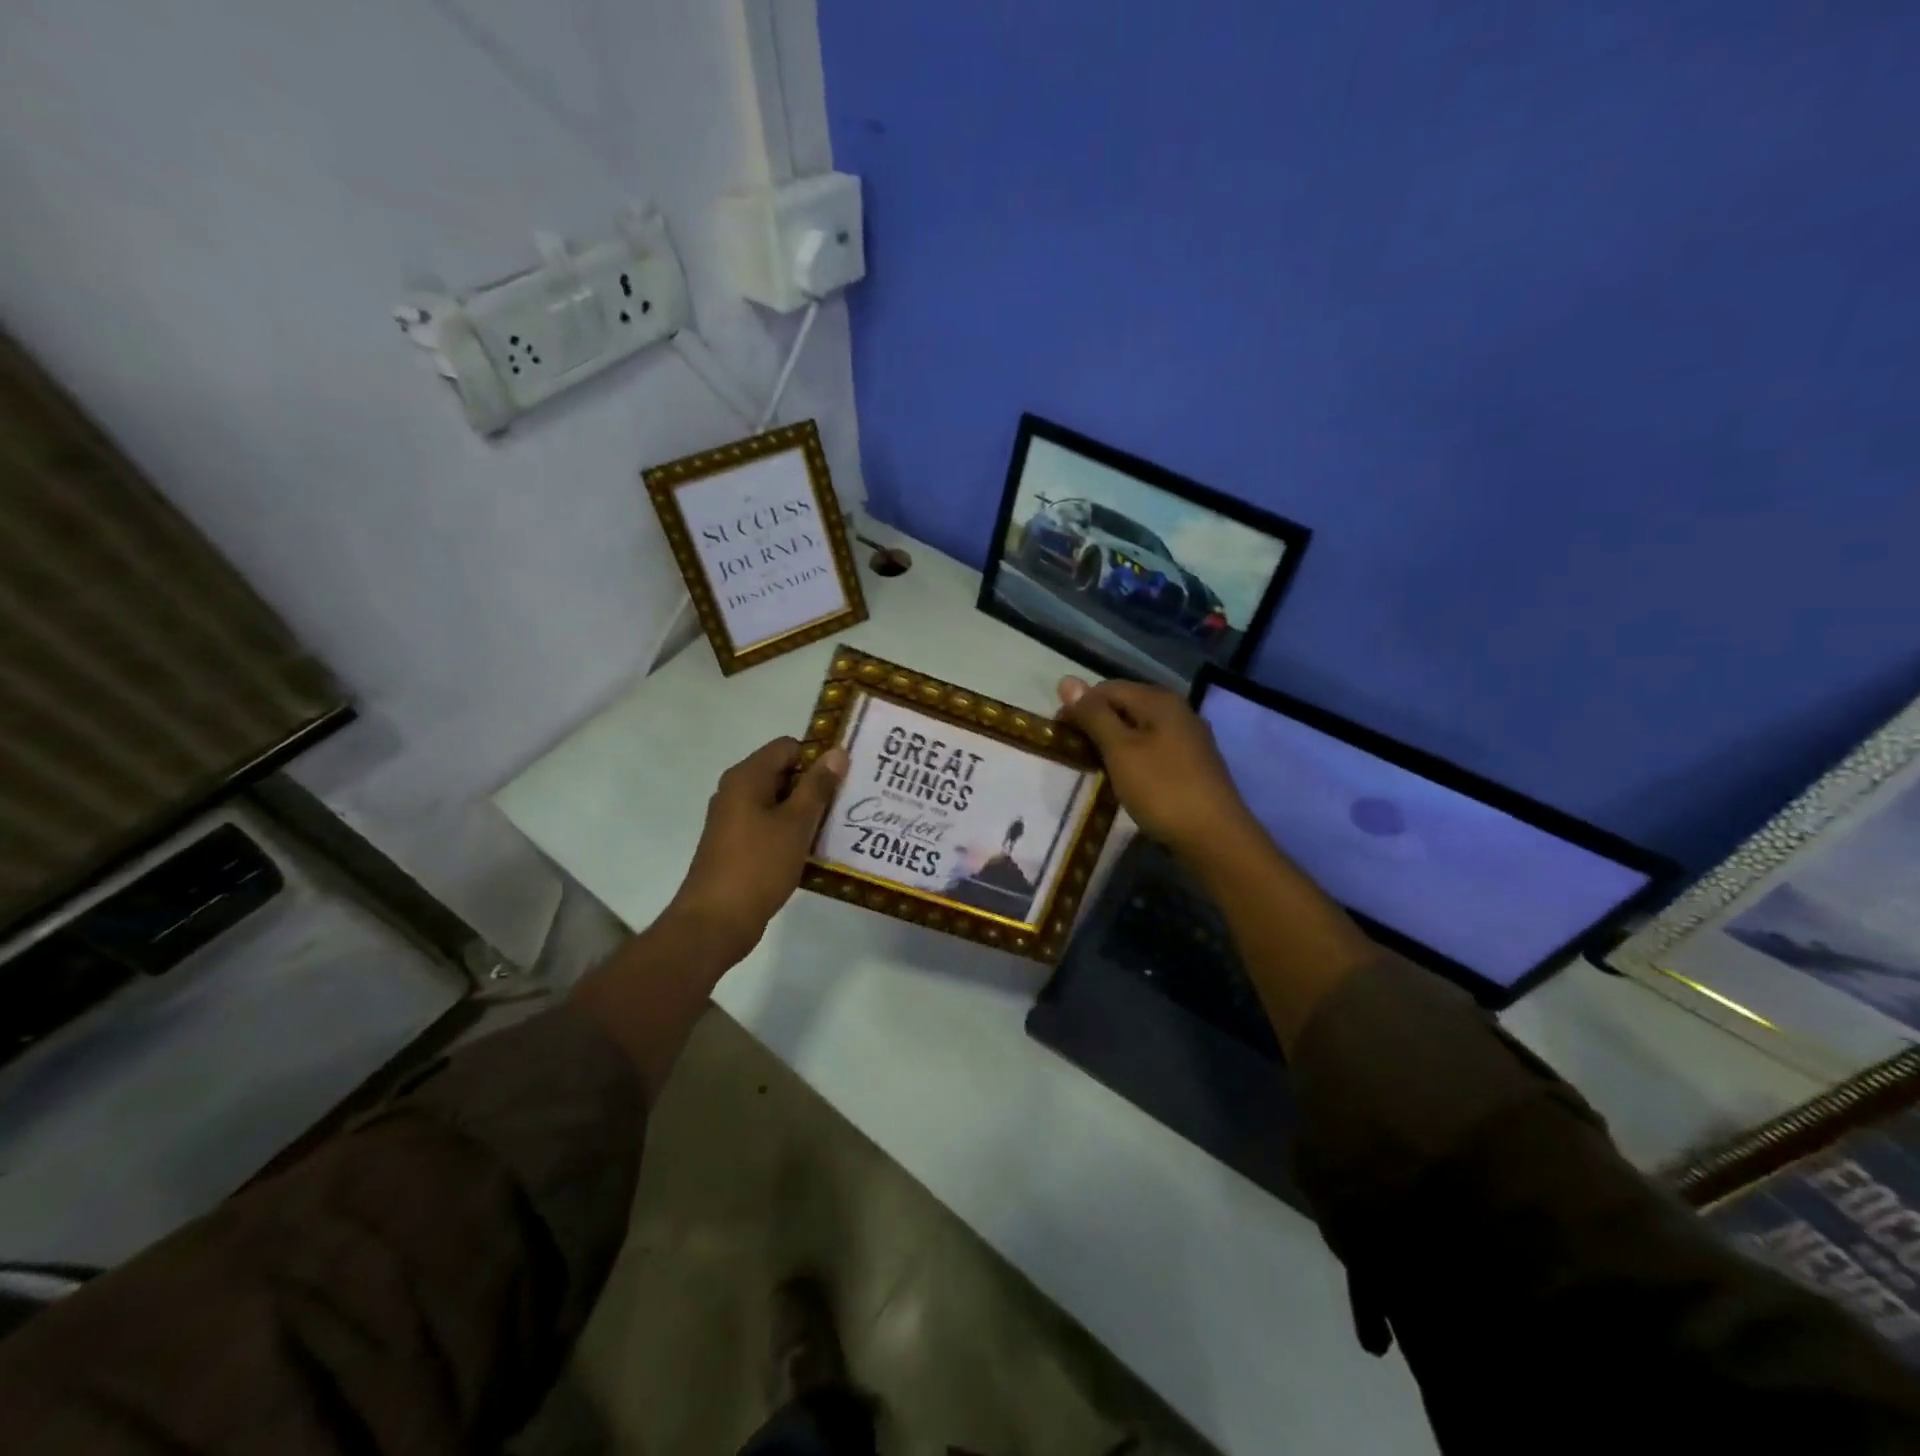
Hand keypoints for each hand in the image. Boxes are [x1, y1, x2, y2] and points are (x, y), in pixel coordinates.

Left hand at [668, 737, 848, 950]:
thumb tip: (837, 752)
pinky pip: (770, 826)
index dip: (817, 756)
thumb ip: (818, 786)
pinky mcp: (737, 846)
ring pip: (778, 802)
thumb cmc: (758, 865)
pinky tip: (815, 849)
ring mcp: (734, 820)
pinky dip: (792, 832)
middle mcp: (736, 792)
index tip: (845, 777)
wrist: (716, 921)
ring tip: (839, 825)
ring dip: (806, 811)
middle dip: (815, 785)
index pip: (788, 747)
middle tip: (849, 801)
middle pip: (783, 773)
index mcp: (746, 777)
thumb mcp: (796, 823)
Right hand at [1056, 676, 1261, 861]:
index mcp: (1159, 700)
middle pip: (1125, 705)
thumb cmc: (1162, 790)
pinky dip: (1133, 757)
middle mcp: (1177, 710)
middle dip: (1096, 724)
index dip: (1079, 707)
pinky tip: (1126, 779)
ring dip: (1114, 743)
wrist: (1215, 837)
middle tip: (1075, 753)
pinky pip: (1153, 748)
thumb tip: (1067, 681)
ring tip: (1096, 767)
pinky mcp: (1192, 763)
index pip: (1107, 688)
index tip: (1060, 735)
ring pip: (1139, 729)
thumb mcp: (1120, 750)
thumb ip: (1094, 715)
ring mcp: (1188, 737)